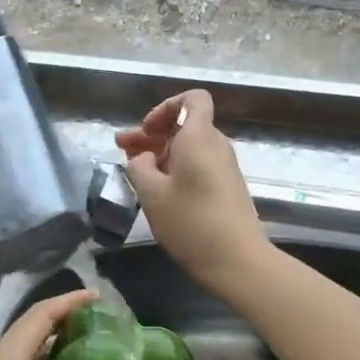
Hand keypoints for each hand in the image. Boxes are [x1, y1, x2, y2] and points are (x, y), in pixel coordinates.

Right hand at [116, 90, 266, 289]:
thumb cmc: (191, 222)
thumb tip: (143, 157)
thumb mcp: (151, 193)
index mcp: (199, 137)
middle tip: (122, 148)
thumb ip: (138, 166)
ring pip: (189, 146)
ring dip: (160, 152)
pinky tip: (156, 186)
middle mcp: (215, 145)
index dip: (166, 106)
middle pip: (185, 124)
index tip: (147, 129)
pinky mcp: (226, 186)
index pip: (193, 98)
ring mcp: (224, 166)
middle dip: (152, 133)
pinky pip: (198, 164)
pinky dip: (175, 167)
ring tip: (133, 168)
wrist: (237, 261)